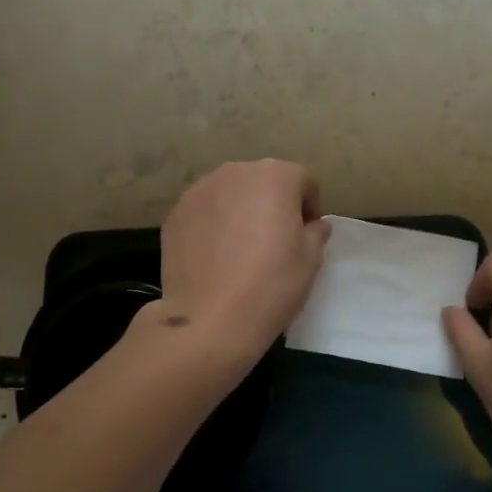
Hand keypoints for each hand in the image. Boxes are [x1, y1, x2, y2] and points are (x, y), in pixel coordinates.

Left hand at [157, 159, 329, 368]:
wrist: (210, 320)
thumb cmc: (271, 284)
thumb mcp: (311, 259)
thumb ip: (315, 231)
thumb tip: (312, 224)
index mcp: (275, 175)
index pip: (302, 180)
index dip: (309, 206)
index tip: (305, 234)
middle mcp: (236, 171)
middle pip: (263, 181)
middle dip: (273, 203)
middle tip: (274, 240)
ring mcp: (200, 190)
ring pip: (231, 194)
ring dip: (241, 211)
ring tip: (241, 248)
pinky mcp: (176, 212)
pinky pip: (205, 211)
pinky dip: (213, 224)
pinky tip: (215, 256)